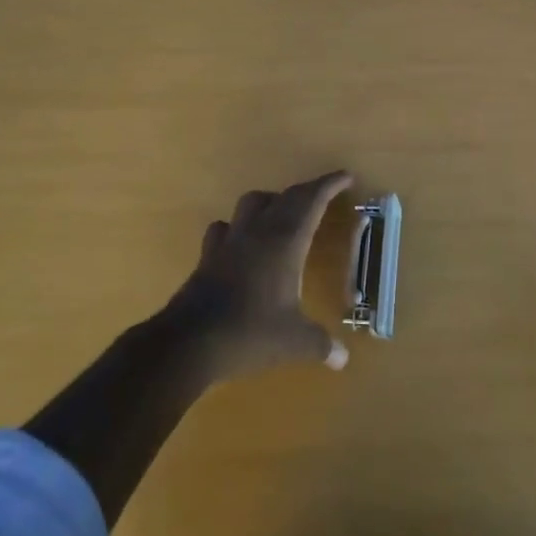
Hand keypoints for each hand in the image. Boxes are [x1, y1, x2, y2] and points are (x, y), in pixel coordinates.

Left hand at [168, 170, 353, 382]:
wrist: (189, 342)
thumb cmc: (250, 332)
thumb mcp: (294, 342)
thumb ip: (321, 345)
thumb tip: (343, 359)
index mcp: (286, 240)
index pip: (312, 200)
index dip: (330, 184)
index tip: (346, 176)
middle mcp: (259, 231)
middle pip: (286, 196)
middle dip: (308, 192)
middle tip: (323, 195)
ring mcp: (231, 240)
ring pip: (252, 202)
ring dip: (271, 201)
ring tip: (282, 215)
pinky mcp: (208, 255)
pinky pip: (225, 227)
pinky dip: (237, 227)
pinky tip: (241, 242)